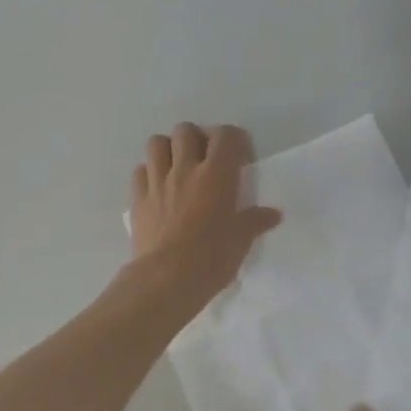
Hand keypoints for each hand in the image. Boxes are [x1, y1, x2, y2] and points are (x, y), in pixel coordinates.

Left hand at [129, 122, 280, 312]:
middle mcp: (184, 169)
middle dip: (196, 139)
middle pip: (185, 130)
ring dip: (167, 149)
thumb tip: (272, 214)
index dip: (234, 141)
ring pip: (156, 143)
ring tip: (176, 167)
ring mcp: (157, 182)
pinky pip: (139, 171)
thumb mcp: (241, 241)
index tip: (239, 159)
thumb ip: (255, 222)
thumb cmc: (211, 258)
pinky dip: (148, 173)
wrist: (166, 279)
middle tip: (204, 160)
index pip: (226, 135)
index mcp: (216, 174)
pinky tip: (157, 189)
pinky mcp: (137, 199)